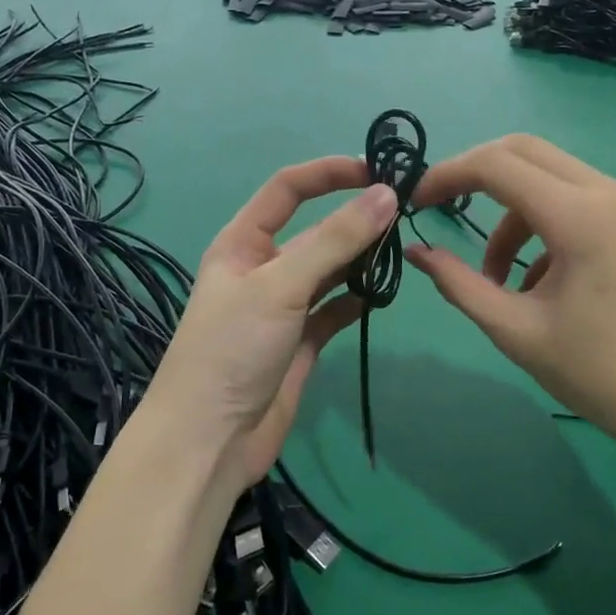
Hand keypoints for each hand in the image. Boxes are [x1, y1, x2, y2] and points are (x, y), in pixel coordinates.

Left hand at [144, 157, 396, 485]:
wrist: (209, 442)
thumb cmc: (233, 350)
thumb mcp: (281, 286)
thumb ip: (335, 240)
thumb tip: (387, 195)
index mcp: (243, 242)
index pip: (288, 189)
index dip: (329, 174)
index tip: (377, 172)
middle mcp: (264, 268)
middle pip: (316, 230)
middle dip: (355, 219)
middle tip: (406, 215)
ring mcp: (283, 307)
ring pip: (330, 269)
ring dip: (361, 259)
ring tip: (401, 252)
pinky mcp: (301, 342)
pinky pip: (335, 309)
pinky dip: (357, 300)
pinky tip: (381, 296)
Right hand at [405, 135, 615, 467]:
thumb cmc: (599, 376)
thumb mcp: (516, 331)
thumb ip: (460, 284)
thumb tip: (417, 253)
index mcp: (583, 217)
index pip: (498, 165)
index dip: (448, 175)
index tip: (418, 203)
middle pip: (528, 152)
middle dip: (479, 176)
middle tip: (448, 212)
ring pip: (558, 179)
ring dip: (517, 213)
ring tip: (503, 278)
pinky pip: (589, 202)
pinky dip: (553, 225)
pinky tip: (550, 282)